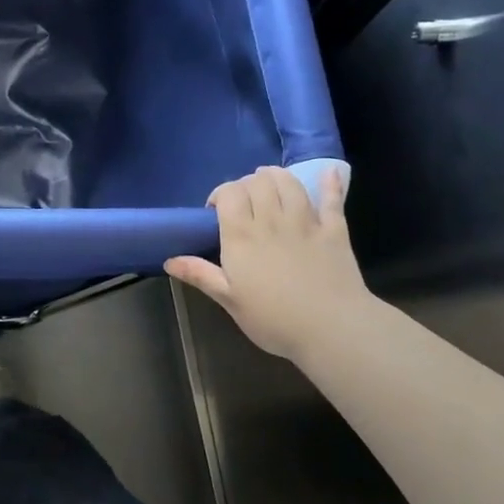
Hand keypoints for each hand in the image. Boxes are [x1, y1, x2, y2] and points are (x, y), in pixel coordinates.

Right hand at [165, 166, 370, 358]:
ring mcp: (305, 223)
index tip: (216, 210)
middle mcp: (271, 220)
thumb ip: (200, 275)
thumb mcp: (229, 300)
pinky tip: (328, 173)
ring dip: (277, 177)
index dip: (221, 194)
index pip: (229, 193)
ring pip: (289, 183)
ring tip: (271, 185)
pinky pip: (332, 200)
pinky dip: (329, 184)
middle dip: (247, 184)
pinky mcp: (334, 231)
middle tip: (244, 202)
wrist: (332, 330)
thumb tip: (169, 260)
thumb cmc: (274, 319)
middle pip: (258, 182)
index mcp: (241, 236)